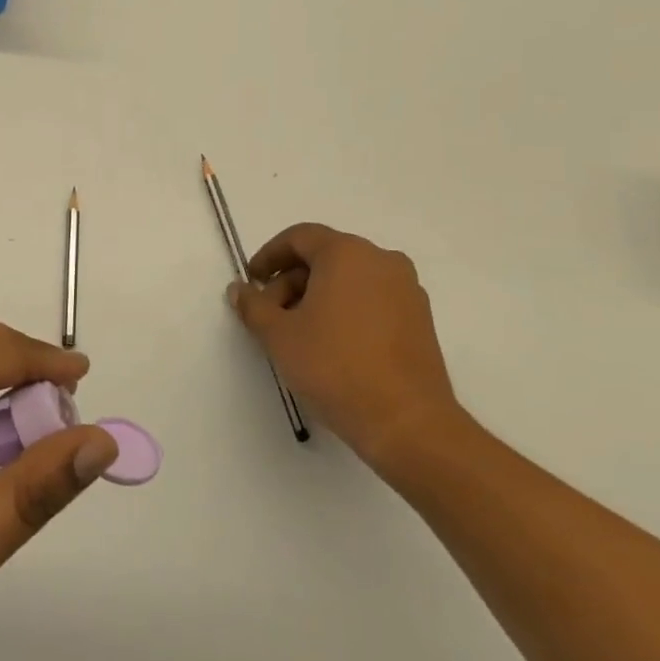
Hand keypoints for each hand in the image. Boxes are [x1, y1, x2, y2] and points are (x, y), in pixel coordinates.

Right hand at [228, 223, 462, 474]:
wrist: (407, 422)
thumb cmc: (335, 367)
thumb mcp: (279, 336)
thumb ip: (254, 306)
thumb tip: (239, 289)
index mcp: (347, 253)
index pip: (299, 238)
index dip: (269, 256)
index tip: (251, 281)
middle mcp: (381, 260)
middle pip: (325, 257)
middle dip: (291, 281)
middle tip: (270, 315)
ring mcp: (406, 289)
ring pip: (349, 279)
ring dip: (317, 296)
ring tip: (298, 333)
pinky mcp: (420, 319)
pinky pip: (372, 299)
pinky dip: (346, 309)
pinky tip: (331, 343)